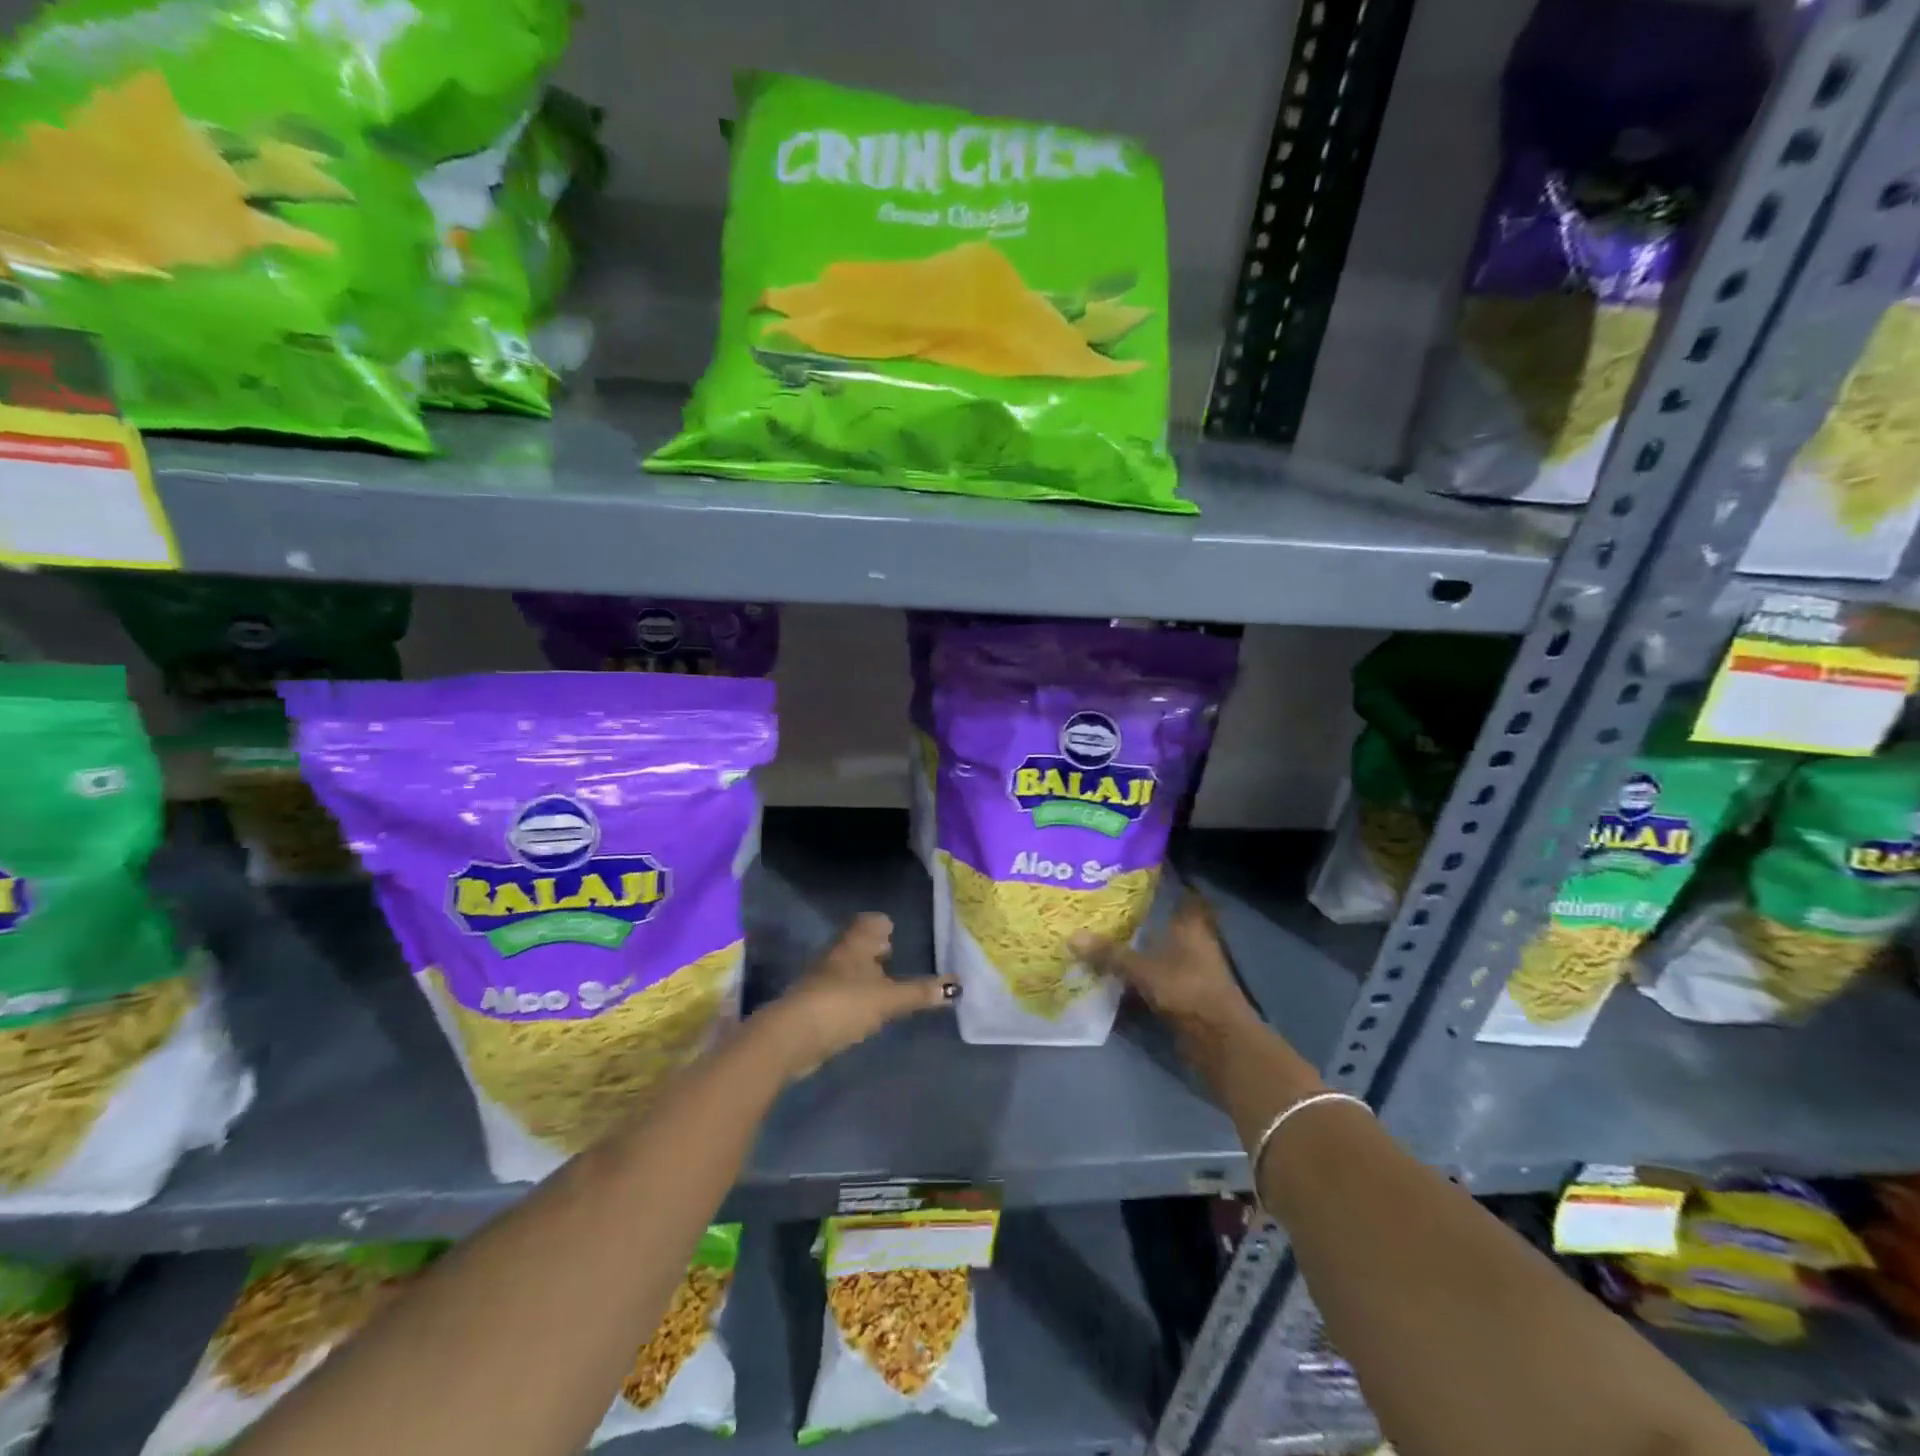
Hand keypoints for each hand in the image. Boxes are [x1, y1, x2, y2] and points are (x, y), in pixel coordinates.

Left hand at [759, 913, 956, 1079]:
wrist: (792, 1036)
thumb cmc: (843, 1004)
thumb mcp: (888, 999)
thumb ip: (920, 993)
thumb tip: (956, 986)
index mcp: (854, 944)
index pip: (869, 921)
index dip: (881, 923)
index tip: (893, 929)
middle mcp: (836, 956)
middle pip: (856, 943)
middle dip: (873, 947)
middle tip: (891, 953)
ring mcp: (821, 980)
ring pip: (846, 967)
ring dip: (862, 972)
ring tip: (882, 982)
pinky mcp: (813, 1006)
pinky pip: (838, 991)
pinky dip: (852, 994)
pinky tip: (863, 1009)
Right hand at [1071, 893, 1254, 1030]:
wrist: (1217, 1040)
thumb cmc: (1186, 989)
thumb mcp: (1142, 969)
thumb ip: (1110, 954)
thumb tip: (1072, 936)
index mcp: (1191, 926)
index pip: (1183, 896)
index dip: (1166, 886)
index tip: (1137, 880)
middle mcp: (1193, 943)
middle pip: (1165, 926)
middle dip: (1139, 921)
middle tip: (1105, 911)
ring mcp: (1190, 971)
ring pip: (1158, 954)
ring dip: (1136, 952)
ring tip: (1100, 941)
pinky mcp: (1185, 996)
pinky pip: (1155, 979)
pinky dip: (1137, 978)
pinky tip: (1111, 977)